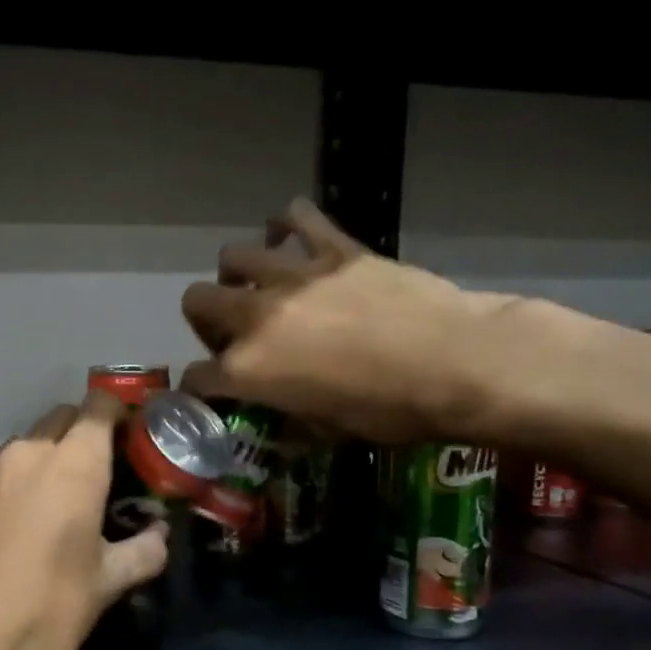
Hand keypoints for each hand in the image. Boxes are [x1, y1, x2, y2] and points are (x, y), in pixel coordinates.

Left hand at [0, 393, 168, 649]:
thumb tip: (159, 534)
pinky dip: (16, 481)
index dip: (118, 412)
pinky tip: (18, 523)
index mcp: (73, 465)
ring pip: (27, 444)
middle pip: (62, 418)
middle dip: (84, 434)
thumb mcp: (109, 584)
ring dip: (48, 457)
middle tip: (101, 474)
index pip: (99, 405)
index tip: (131, 436)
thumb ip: (144, 549)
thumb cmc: (50, 613)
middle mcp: (27, 454)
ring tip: (59, 502)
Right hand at [180, 198, 519, 444]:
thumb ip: (288, 419)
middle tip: (233, 333)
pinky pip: (295, 218)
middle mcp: (255, 317)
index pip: (196, 376)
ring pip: (232, 256)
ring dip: (237, 274)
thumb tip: (280, 421)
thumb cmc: (388, 411)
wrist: (454, 363)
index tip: (212, 389)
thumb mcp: (327, 432)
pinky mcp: (333, 248)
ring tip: (260, 286)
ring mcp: (292, 276)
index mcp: (248, 369)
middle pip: (196, 302)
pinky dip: (286, 226)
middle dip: (204, 321)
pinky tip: (292, 239)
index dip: (199, 387)